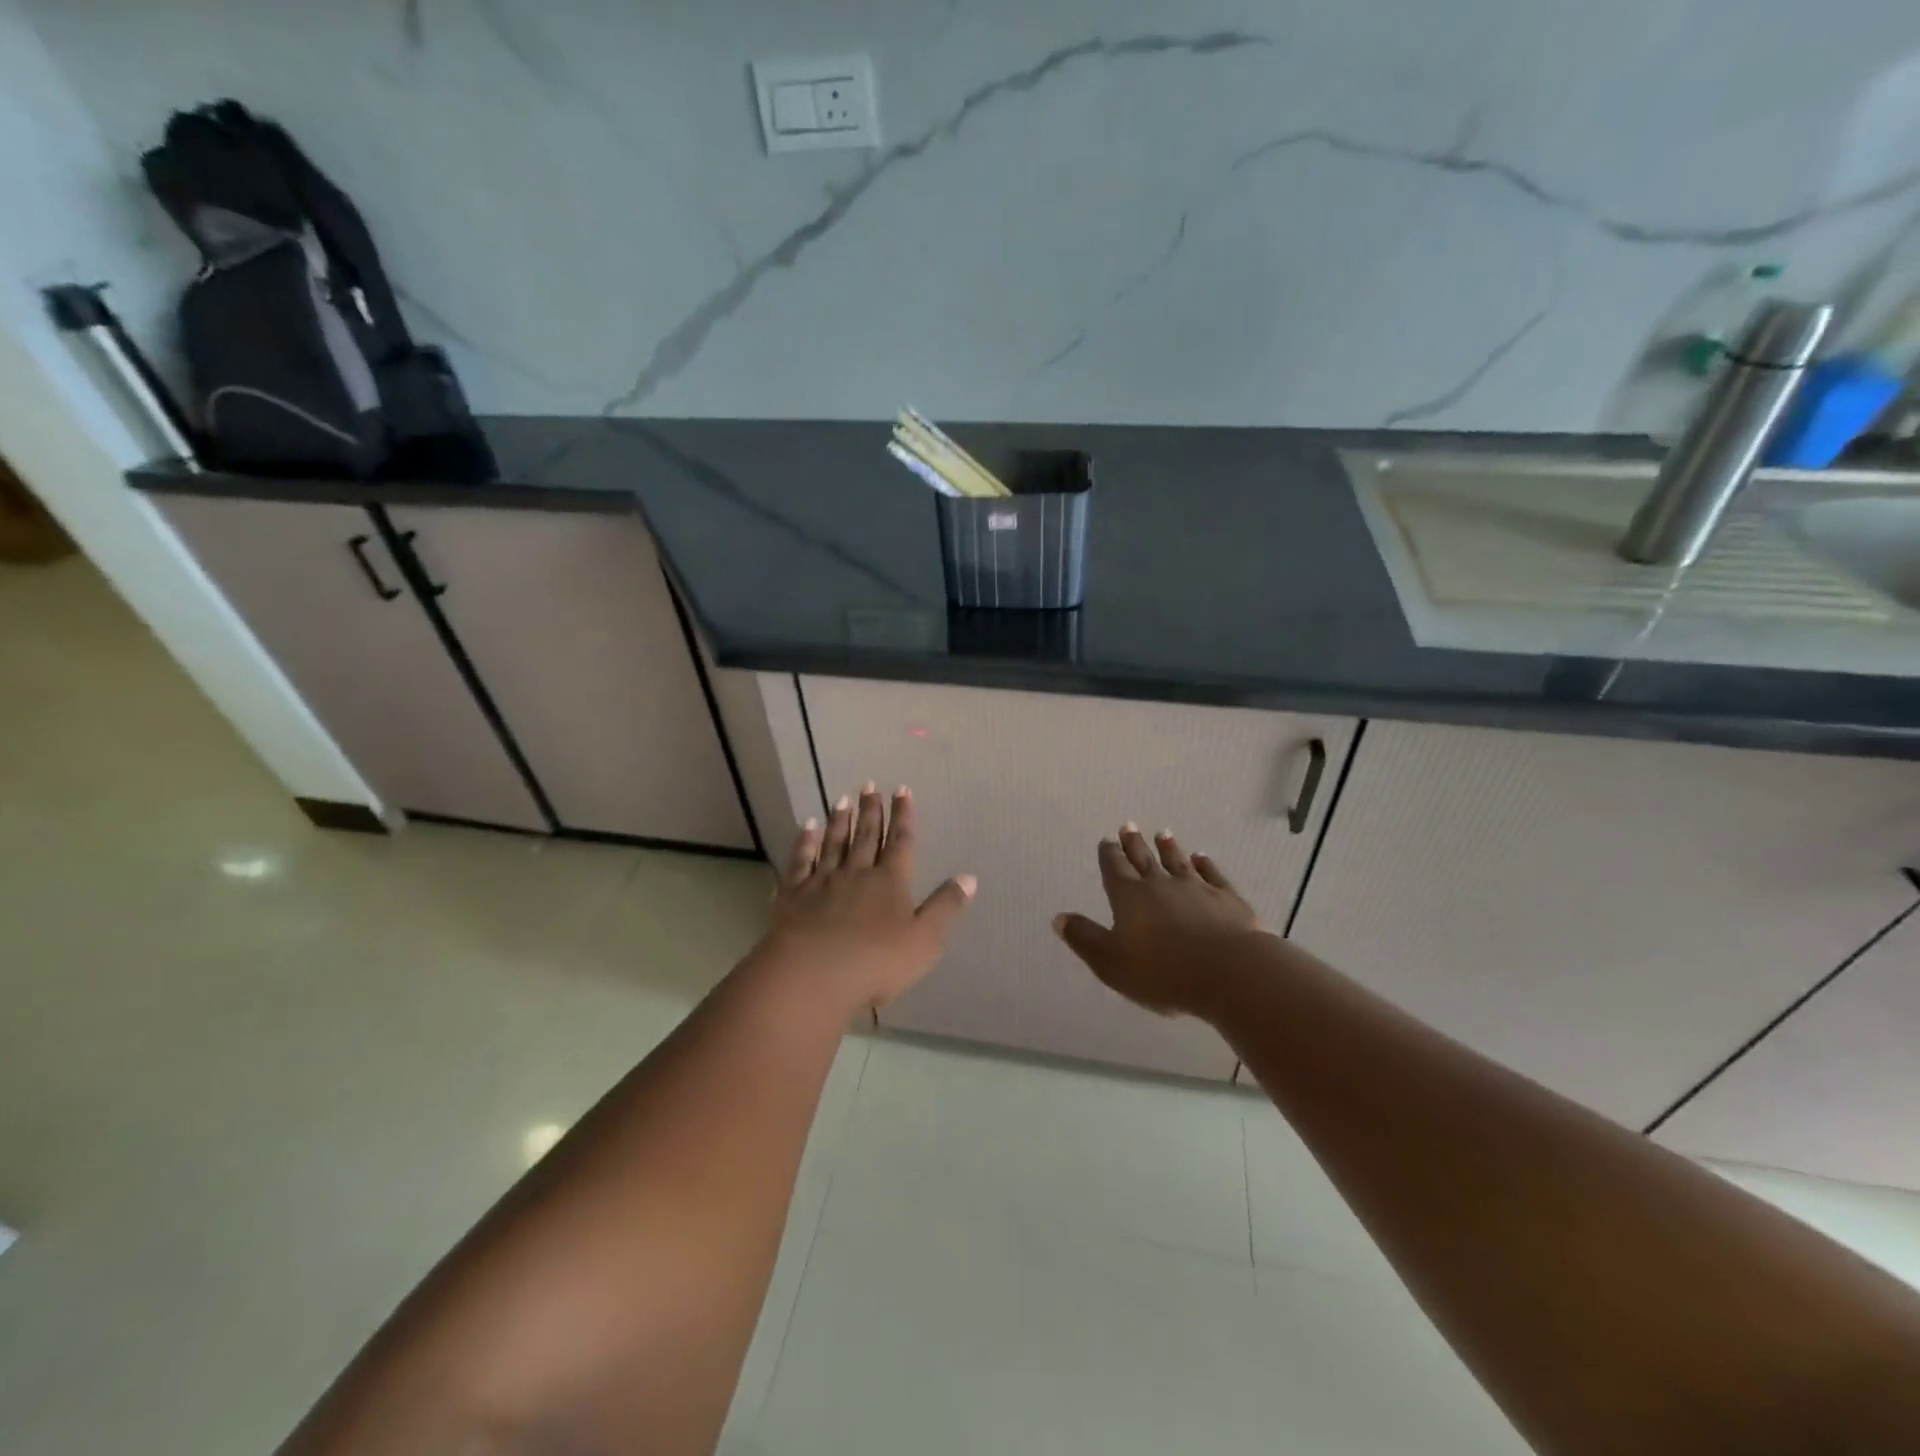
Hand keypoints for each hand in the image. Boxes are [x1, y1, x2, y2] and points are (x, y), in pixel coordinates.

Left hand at [760, 783, 975, 1013]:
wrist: (811, 975)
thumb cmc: (875, 963)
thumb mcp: (924, 941)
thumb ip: (945, 907)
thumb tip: (969, 877)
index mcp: (890, 882)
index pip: (900, 842)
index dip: (903, 816)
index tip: (902, 789)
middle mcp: (857, 873)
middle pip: (866, 836)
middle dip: (871, 810)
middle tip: (870, 785)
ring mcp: (822, 881)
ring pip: (834, 843)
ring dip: (840, 821)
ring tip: (842, 799)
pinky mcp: (794, 894)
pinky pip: (801, 860)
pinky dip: (805, 841)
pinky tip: (807, 827)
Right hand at [1054, 825, 1261, 1016]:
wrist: (1228, 972)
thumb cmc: (1162, 971)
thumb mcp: (1110, 961)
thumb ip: (1084, 938)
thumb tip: (1058, 918)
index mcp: (1129, 897)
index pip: (1115, 869)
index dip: (1109, 855)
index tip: (1106, 839)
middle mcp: (1161, 885)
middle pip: (1144, 859)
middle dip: (1134, 843)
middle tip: (1128, 825)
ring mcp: (1197, 889)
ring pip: (1178, 862)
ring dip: (1169, 848)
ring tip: (1163, 833)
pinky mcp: (1227, 899)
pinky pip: (1213, 875)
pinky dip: (1206, 864)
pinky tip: (1202, 857)